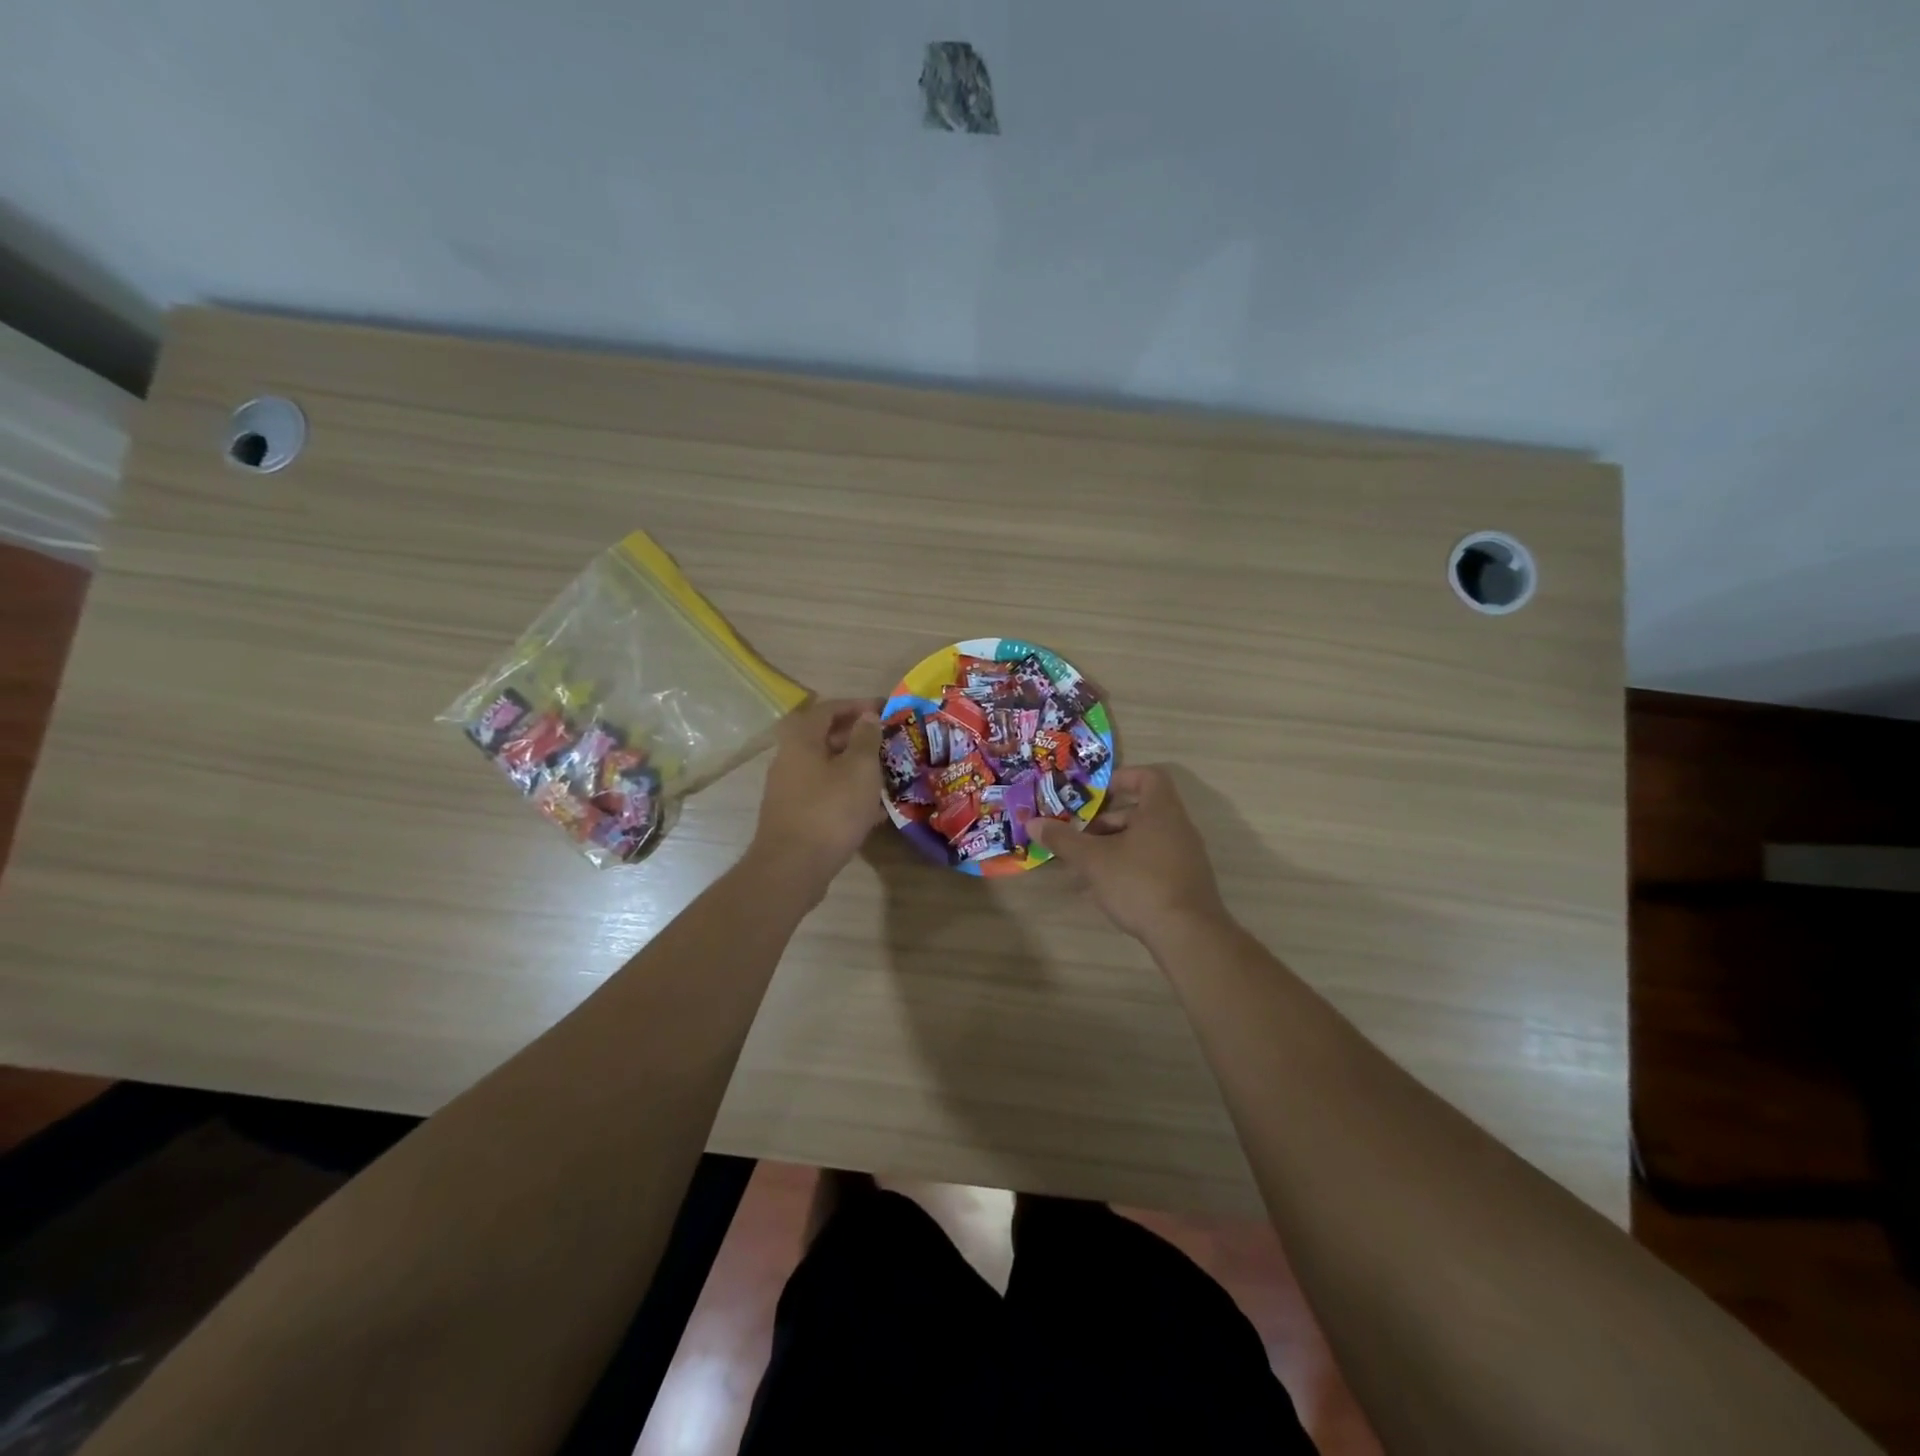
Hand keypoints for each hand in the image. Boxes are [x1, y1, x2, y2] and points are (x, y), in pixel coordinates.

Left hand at [748, 698, 885, 896]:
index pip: (829, 708)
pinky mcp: (794, 814)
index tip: (885, 709)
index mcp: (801, 739)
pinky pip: (825, 793)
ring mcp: (789, 788)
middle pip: (825, 737)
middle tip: (887, 742)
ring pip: (826, 767)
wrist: (792, 868)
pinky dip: (847, 792)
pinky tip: (872, 809)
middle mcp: (789, 758)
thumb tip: (867, 717)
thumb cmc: (830, 811)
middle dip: (858, 737)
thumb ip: (866, 739)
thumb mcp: (859, 769)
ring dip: (854, 766)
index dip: (858, 705)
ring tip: (885, 774)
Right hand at [1027, 765, 1230, 943]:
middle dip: (1106, 822)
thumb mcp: (1093, 860)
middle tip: (1079, 836)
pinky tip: (1104, 891)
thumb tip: (1033, 823)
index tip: (1095, 794)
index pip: (1148, 777)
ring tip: (1084, 867)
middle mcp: (1178, 827)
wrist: (1188, 935)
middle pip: (1140, 811)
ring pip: (1143, 840)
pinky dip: (1128, 868)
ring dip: (1113, 848)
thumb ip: (1063, 839)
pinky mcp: (1185, 882)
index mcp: (1161, 811)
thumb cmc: (1139, 883)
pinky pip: (1152, 863)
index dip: (1121, 778)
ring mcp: (1185, 856)